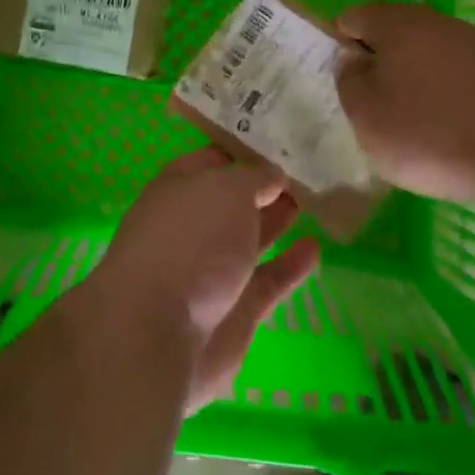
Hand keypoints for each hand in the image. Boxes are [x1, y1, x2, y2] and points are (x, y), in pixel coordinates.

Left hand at [93, 148, 318, 411]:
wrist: (161, 331)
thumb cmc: (190, 239)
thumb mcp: (227, 189)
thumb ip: (255, 179)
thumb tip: (272, 176)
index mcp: (177, 190)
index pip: (211, 162)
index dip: (242, 151)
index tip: (279, 142)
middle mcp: (191, 228)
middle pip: (231, 203)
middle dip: (263, 189)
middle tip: (305, 173)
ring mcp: (210, 272)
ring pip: (248, 241)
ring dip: (275, 222)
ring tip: (311, 203)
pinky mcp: (234, 311)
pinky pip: (267, 281)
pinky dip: (290, 266)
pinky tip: (314, 248)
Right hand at [335, 3, 474, 205]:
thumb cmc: (430, 135)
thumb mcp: (366, 117)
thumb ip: (349, 81)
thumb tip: (352, 57)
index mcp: (396, 25)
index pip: (354, 16)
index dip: (342, 45)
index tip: (347, 82)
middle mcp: (437, 22)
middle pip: (397, 31)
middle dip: (383, 60)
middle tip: (379, 103)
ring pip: (434, 51)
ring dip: (421, 76)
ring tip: (421, 120)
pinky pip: (466, 72)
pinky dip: (455, 91)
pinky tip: (460, 126)